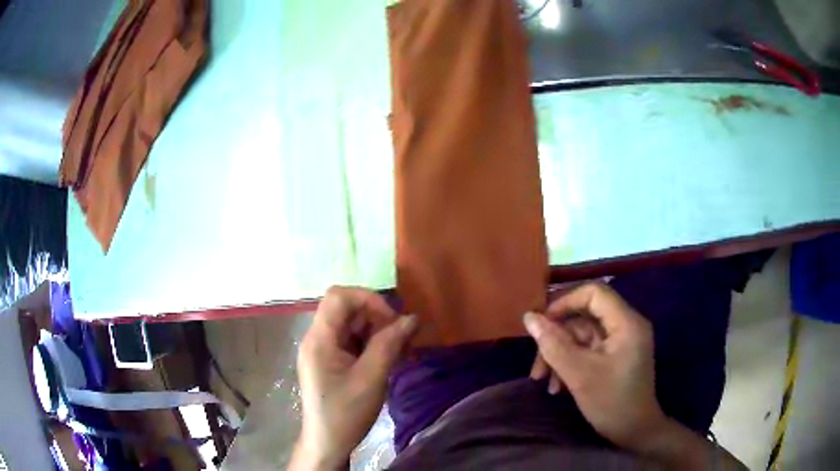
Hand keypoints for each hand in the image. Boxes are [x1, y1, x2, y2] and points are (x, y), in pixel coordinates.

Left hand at [291, 287, 417, 469]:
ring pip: (351, 324)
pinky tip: (387, 359)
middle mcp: (317, 338)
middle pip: (346, 309)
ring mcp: (321, 350)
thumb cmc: (346, 413)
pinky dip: (370, 344)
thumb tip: (412, 318)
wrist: (327, 443)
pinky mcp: (328, 361)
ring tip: (399, 351)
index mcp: (319, 339)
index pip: (339, 296)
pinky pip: (350, 341)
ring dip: (376, 331)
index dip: (368, 299)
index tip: (392, 320)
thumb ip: (390, 345)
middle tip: (401, 338)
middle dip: (376, 317)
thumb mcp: (371, 379)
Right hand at [523, 283, 666, 450]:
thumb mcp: (579, 376)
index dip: (565, 302)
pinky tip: (558, 386)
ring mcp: (621, 341)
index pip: (594, 293)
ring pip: (582, 336)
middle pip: (584, 317)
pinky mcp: (616, 355)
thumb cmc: (611, 403)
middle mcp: (626, 325)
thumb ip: (553, 345)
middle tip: (537, 365)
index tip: (541, 325)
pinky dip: (571, 363)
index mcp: (626, 323)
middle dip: (557, 339)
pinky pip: (588, 350)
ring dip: (560, 355)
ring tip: (543, 381)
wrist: (635, 432)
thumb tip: (529, 317)